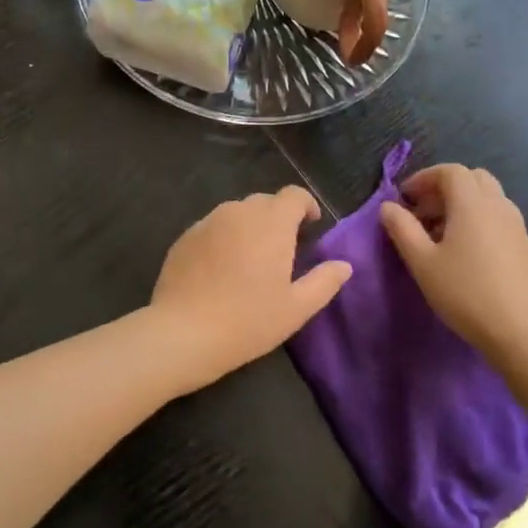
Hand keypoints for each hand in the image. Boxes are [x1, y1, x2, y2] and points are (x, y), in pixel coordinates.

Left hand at [150, 187, 351, 389]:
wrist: (183, 332)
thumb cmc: (248, 320)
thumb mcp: (296, 308)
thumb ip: (324, 281)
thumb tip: (344, 265)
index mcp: (271, 223)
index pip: (293, 195)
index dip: (306, 205)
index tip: (311, 225)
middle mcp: (239, 212)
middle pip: (265, 201)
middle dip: (278, 217)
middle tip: (284, 249)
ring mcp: (208, 221)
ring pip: (237, 212)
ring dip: (250, 226)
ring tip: (252, 259)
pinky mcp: (186, 236)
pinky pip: (213, 227)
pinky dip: (224, 237)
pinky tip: (222, 268)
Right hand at [379, 165, 527, 364]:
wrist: (521, 331)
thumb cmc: (465, 293)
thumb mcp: (422, 262)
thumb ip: (401, 228)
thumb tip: (389, 207)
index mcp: (472, 204)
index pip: (450, 171)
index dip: (424, 178)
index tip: (405, 199)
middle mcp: (498, 206)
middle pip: (472, 178)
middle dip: (445, 188)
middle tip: (423, 212)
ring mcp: (516, 225)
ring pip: (488, 198)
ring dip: (462, 204)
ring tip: (441, 234)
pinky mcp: (525, 246)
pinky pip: (498, 217)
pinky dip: (478, 219)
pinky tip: (467, 251)